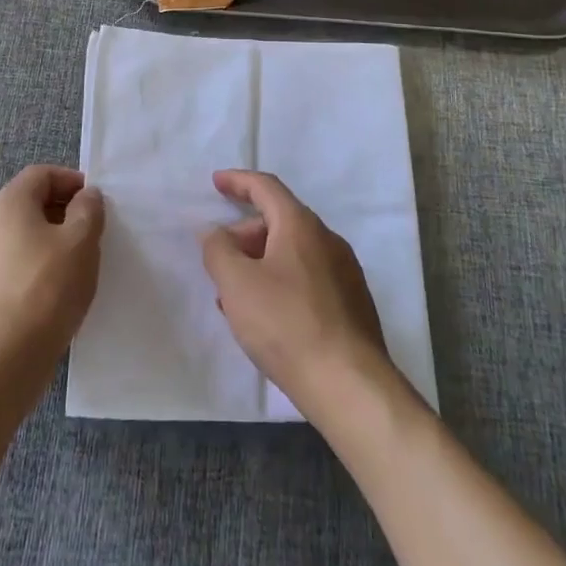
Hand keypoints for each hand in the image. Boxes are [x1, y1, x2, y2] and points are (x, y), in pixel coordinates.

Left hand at [0, 166, 104, 376]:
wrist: (1, 360)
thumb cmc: (46, 288)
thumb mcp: (81, 241)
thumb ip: (88, 209)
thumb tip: (85, 197)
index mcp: (7, 202)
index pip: (42, 174)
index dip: (72, 181)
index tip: (96, 203)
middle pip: (29, 203)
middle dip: (63, 212)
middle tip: (92, 233)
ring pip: (21, 236)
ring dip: (50, 241)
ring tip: (77, 265)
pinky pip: (12, 265)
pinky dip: (35, 267)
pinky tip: (55, 292)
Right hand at [200, 170, 388, 413]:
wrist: (349, 384)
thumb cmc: (286, 325)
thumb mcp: (237, 285)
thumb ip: (218, 251)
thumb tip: (214, 232)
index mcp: (300, 225)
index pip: (266, 187)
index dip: (238, 181)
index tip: (216, 182)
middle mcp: (327, 239)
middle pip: (279, 221)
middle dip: (244, 234)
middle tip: (219, 262)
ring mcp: (344, 271)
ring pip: (292, 253)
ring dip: (260, 263)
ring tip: (235, 297)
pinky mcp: (351, 303)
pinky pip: (308, 277)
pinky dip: (281, 282)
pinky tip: (267, 317)